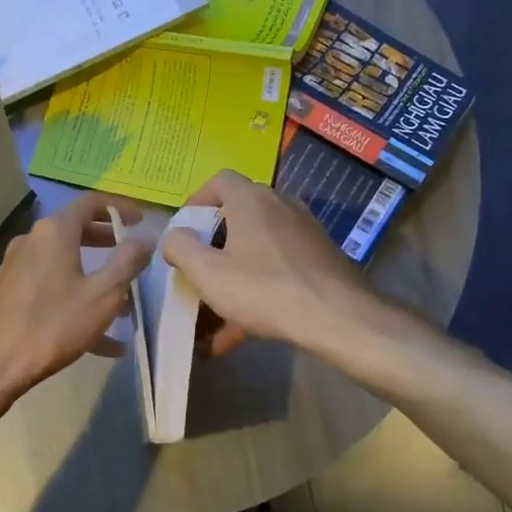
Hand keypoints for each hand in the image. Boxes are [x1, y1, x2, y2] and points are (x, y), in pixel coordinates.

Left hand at [0, 192, 151, 409]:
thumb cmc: (52, 323)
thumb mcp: (103, 294)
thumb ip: (128, 261)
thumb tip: (146, 236)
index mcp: (55, 231)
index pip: (92, 201)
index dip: (120, 206)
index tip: (142, 219)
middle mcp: (33, 240)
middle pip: (76, 230)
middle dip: (108, 242)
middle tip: (132, 255)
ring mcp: (18, 267)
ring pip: (65, 263)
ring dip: (95, 277)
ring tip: (124, 307)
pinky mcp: (10, 293)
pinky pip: (52, 288)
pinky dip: (76, 300)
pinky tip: (102, 342)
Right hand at [162, 170, 377, 356]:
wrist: (338, 317)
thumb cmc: (264, 289)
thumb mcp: (208, 273)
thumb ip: (181, 248)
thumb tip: (174, 235)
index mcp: (251, 200)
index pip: (220, 180)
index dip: (198, 200)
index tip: (184, 229)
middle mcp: (280, 205)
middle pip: (239, 215)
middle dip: (214, 244)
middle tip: (199, 270)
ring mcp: (304, 231)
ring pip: (258, 248)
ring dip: (235, 274)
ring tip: (216, 314)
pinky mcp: (320, 258)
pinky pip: (278, 268)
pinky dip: (258, 290)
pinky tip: (243, 331)